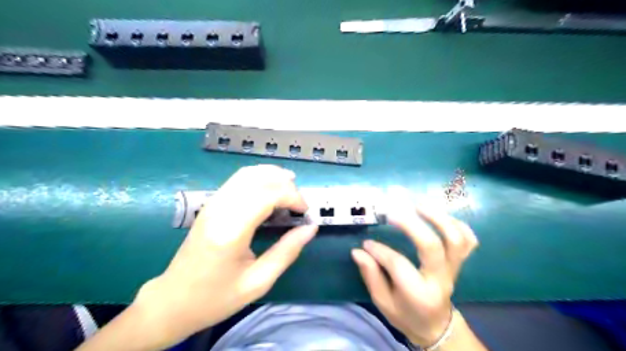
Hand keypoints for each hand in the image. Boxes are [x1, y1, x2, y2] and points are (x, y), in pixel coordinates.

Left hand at [132, 164, 317, 348]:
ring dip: (273, 176)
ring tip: (291, 190)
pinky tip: (271, 191)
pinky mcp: (211, 204)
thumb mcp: (258, 282)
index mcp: (231, 230)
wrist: (172, 301)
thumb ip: (287, 251)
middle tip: (299, 205)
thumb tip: (311, 228)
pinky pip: (239, 179)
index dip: (293, 196)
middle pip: (260, 178)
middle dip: (286, 185)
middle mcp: (220, 209)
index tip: (305, 212)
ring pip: (248, 173)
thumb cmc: (216, 297)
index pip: (268, 193)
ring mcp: (212, 203)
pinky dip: (260, 178)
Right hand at [350, 206, 476, 345]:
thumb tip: (358, 251)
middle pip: (432, 246)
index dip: (380, 251)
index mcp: (418, 294)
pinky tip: (439, 215)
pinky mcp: (459, 263)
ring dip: (438, 218)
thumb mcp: (383, 302)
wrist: (436, 326)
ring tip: (418, 204)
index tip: (366, 243)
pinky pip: (468, 240)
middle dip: (411, 224)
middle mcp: (440, 279)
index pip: (398, 265)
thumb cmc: (405, 314)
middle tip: (393, 211)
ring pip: (455, 239)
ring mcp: (453, 269)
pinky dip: (457, 224)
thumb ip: (371, 275)